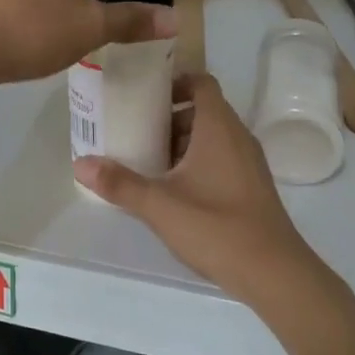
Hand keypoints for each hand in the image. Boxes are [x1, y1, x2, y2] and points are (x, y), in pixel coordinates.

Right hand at [74, 74, 332, 309]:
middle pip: (204, 110)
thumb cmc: (217, 227)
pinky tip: (175, 189)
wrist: (274, 272)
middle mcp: (238, 137)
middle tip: (136, 129)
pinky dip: (198, 161)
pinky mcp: (252, 186)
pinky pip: (222, 158)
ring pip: (213, 136)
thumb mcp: (160, 206)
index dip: (174, 82)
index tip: (144, 95)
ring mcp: (249, 163)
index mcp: (219, 128)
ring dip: (183, 141)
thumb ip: (120, 183)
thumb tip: (80, 163)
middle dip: (170, 116)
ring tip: (149, 160)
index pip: (201, 83)